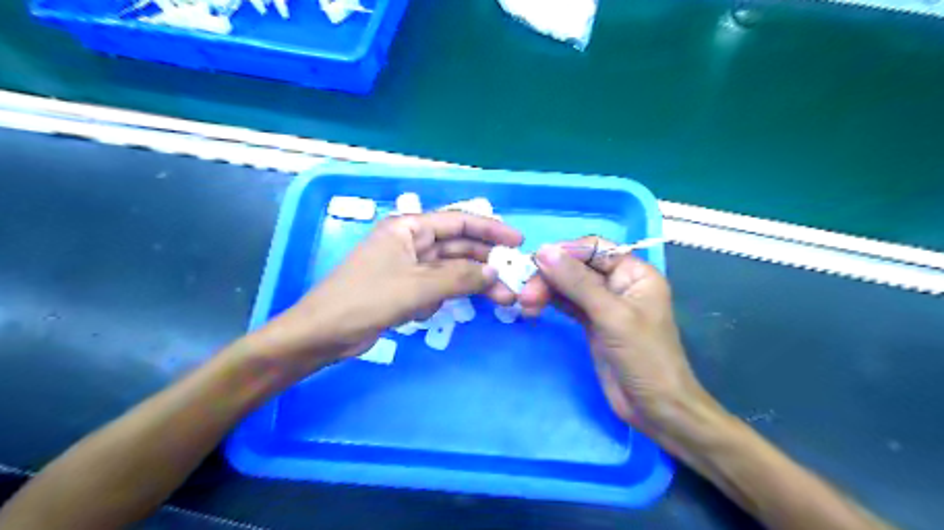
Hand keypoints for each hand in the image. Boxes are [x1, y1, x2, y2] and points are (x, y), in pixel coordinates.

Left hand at [246, 212, 523, 373]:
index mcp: (409, 227)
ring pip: (451, 270)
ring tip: (501, 300)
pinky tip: (443, 310)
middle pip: (458, 246)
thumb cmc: (366, 300)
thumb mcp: (418, 287)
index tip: (518, 241)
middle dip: (486, 262)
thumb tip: (496, 272)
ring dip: (472, 284)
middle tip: (514, 279)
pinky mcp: (406, 289)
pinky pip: (437, 287)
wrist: (323, 334)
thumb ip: (460, 278)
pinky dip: (446, 297)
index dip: (491, 229)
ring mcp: (409, 266)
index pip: (459, 221)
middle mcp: (411, 242)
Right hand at [515, 238, 716, 441]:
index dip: (565, 252)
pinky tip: (532, 308)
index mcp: (634, 273)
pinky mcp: (592, 323)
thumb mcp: (611, 316)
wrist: (656, 408)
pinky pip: (567, 303)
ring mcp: (604, 304)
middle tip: (525, 295)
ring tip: (525, 305)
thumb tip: (542, 251)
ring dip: (545, 290)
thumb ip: (577, 282)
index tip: (535, 263)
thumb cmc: (644, 358)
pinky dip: (549, 303)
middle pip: (577, 267)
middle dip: (550, 276)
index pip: (595, 249)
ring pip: (569, 285)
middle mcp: (619, 283)